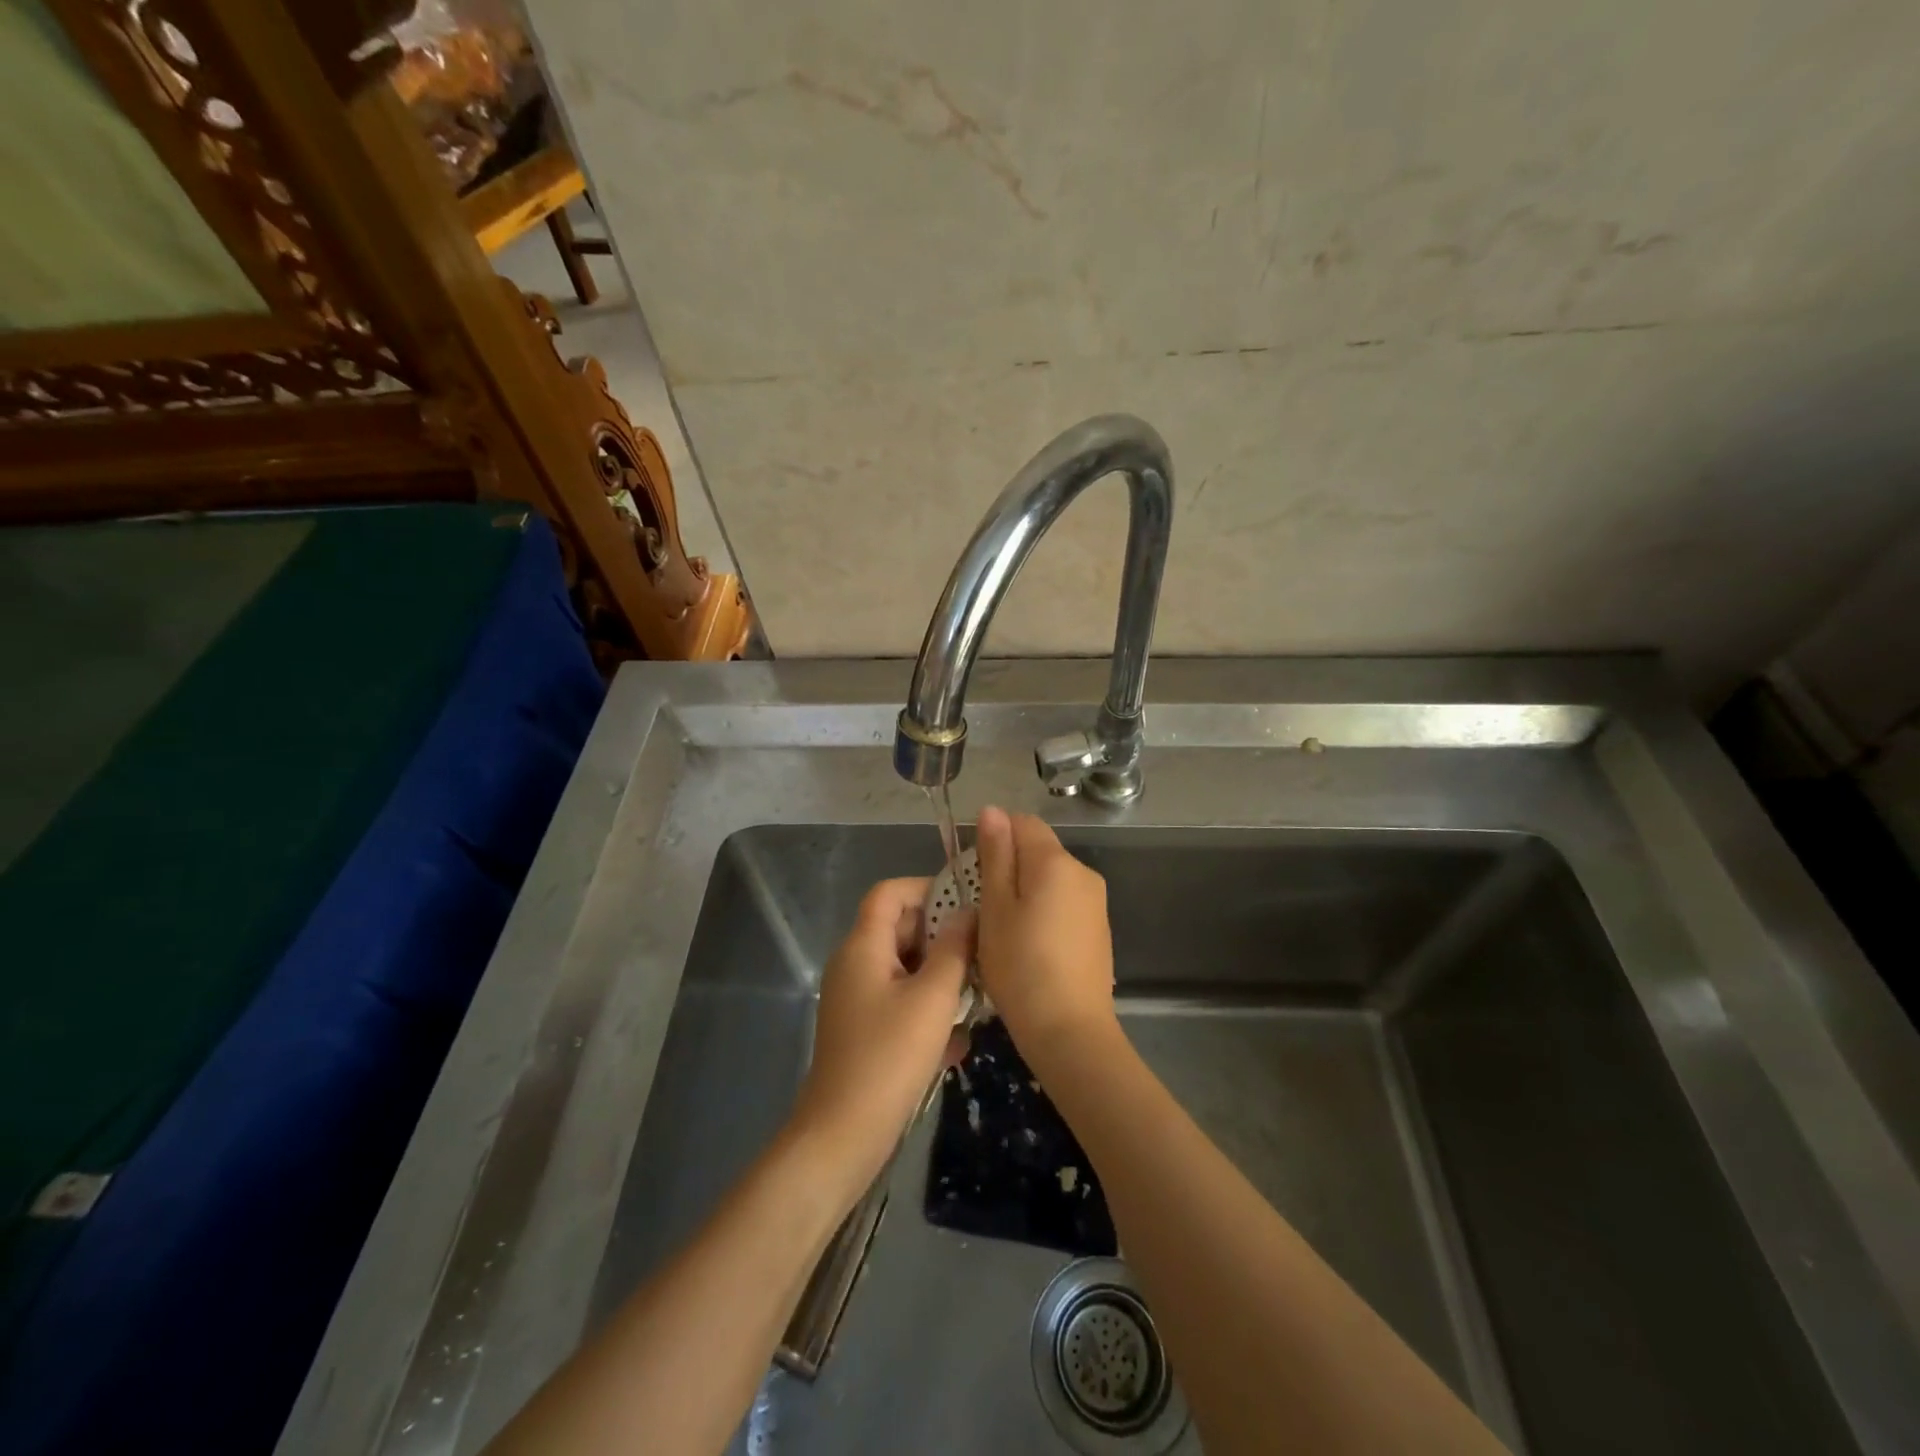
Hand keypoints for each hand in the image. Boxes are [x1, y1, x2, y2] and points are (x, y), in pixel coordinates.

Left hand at [791, 878, 972, 1193]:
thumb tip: (967, 913)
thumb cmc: (889, 1057)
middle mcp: (855, 965)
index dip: (926, 888)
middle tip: (983, 953)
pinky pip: (901, 1002)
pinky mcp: (864, 1030)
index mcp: (863, 947)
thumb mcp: (932, 998)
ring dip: (941, 978)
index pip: (890, 893)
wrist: (843, 1136)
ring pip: (905, 969)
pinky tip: (956, 1043)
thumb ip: (953, 949)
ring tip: (977, 998)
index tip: (966, 904)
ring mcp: (857, 999)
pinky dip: (927, 1011)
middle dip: (942, 938)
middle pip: (900, 930)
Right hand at [975, 806, 1118, 1064]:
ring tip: (1004, 930)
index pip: (1023, 822)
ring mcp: (1095, 901)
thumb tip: (992, 810)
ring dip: (1025, 890)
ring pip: (1051, 878)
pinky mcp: (1098, 928)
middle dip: (1009, 866)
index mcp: (1055, 862)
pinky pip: (1064, 902)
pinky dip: (1044, 910)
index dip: (994, 837)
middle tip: (983, 907)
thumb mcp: (995, 908)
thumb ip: (995, 855)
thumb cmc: (1020, 966)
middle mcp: (1083, 872)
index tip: (974, 872)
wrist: (1070, 1031)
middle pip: (1039, 850)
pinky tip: (1030, 945)